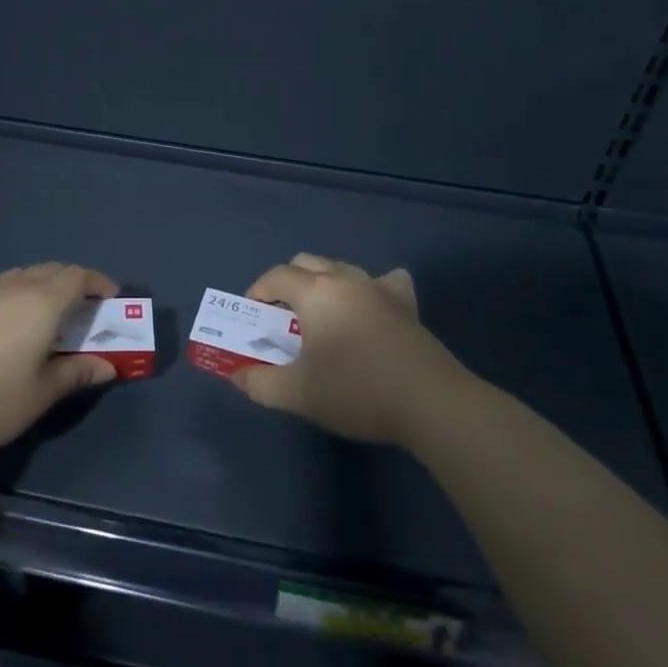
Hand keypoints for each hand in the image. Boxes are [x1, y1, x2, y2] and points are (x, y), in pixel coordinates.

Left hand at [0, 261, 119, 460]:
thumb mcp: (43, 393)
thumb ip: (78, 373)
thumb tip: (108, 366)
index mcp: (43, 302)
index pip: (79, 276)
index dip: (98, 283)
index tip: (109, 300)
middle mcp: (13, 286)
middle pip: (51, 269)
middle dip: (72, 284)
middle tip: (80, 313)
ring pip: (16, 272)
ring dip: (36, 283)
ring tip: (40, 311)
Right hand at [228, 254, 468, 446]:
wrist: (430, 402)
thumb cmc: (356, 391)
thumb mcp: (298, 394)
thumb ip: (260, 383)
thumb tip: (237, 376)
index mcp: (316, 292)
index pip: (276, 276)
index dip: (257, 292)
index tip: (252, 318)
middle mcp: (346, 278)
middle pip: (306, 263)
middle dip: (287, 284)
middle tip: (281, 319)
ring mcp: (380, 287)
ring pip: (341, 270)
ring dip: (323, 285)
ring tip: (321, 318)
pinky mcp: (407, 305)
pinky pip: (383, 282)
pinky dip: (369, 289)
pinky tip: (370, 309)